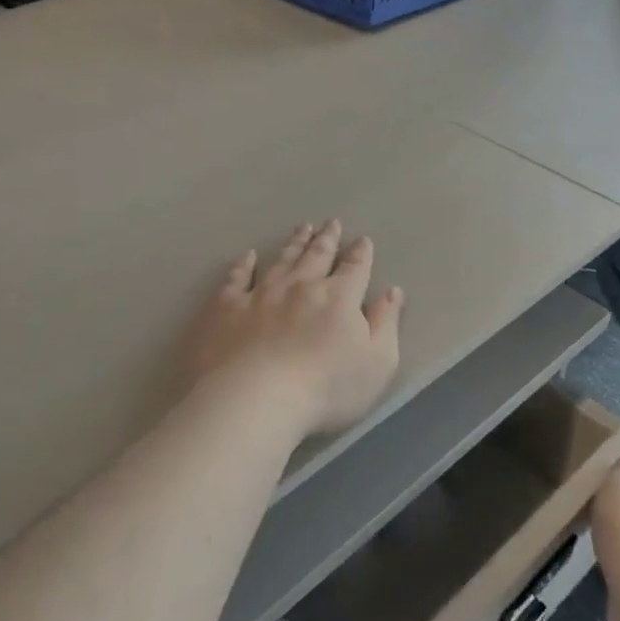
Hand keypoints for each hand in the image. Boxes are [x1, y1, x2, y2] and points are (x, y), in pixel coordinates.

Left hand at [185, 221, 403, 437]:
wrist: (256, 398)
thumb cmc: (326, 388)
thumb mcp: (377, 363)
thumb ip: (386, 324)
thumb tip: (392, 292)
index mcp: (339, 298)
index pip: (355, 268)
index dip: (361, 253)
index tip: (362, 240)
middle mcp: (301, 286)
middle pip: (317, 255)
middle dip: (327, 238)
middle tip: (331, 222)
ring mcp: (261, 293)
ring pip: (282, 259)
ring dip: (294, 243)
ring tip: (302, 228)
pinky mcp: (227, 308)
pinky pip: (237, 278)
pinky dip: (243, 265)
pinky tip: (248, 256)